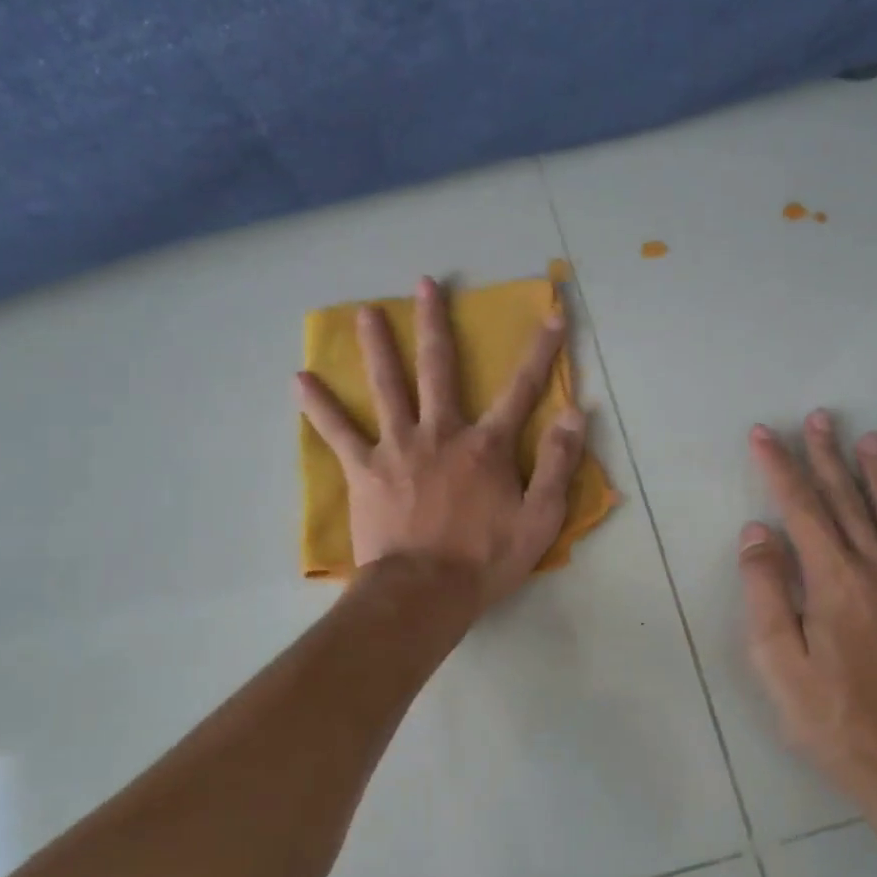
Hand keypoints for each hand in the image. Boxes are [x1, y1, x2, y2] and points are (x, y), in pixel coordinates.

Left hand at [295, 276, 587, 611]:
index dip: (541, 350)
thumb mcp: (540, 519)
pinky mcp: (364, 470)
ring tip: (365, 312)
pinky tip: (300, 378)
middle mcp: (440, 433)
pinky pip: (338, 431)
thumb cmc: (485, 560)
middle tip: (424, 283)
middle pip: (438, 368)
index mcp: (485, 446)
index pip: (522, 388)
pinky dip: (319, 405)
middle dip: (434, 323)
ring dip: (377, 346)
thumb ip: (558, 464)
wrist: (424, 593)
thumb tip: (576, 412)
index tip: (551, 311)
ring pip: (387, 386)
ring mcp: (398, 448)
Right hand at [739, 414, 876, 804]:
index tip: (763, 434)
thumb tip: (758, 531)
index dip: (779, 467)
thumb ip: (764, 588)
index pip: (800, 508)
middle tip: (818, 417)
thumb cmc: (825, 712)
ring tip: (869, 437)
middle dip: (826, 456)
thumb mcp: (774, 658)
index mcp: (832, 579)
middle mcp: (875, 569)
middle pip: (846, 500)